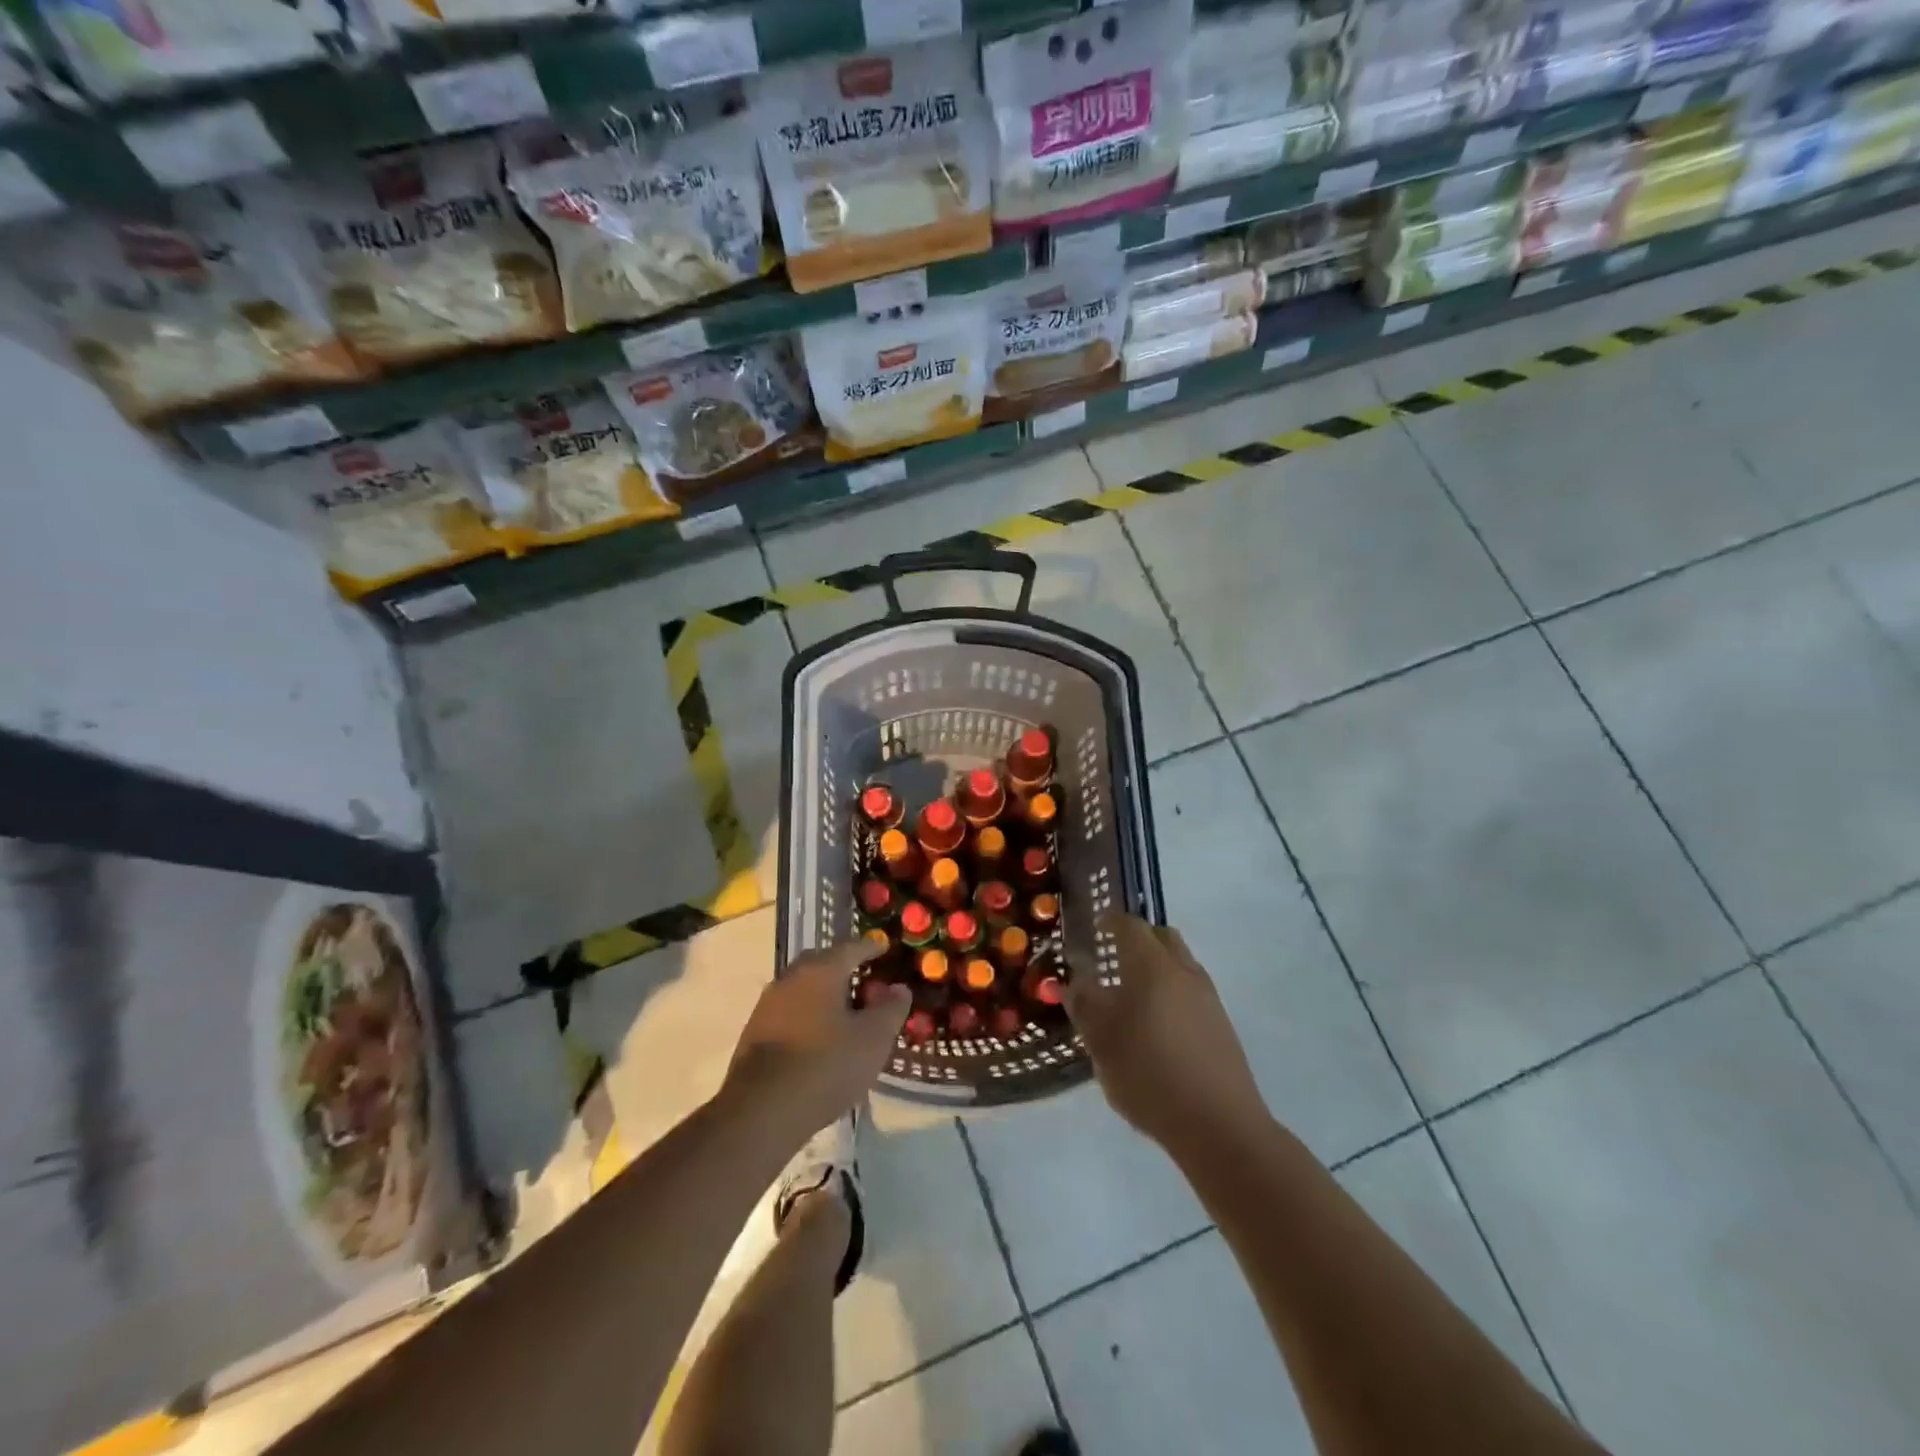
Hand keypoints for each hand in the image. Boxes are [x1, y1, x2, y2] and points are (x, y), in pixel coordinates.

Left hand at [721, 939, 909, 1149]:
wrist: (761, 1110)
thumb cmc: (826, 1065)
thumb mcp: (873, 1039)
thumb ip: (890, 1009)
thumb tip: (898, 989)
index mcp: (821, 970)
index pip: (852, 947)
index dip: (872, 947)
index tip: (884, 948)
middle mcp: (791, 977)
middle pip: (823, 963)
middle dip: (845, 969)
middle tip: (866, 982)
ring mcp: (768, 1004)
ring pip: (804, 987)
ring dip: (825, 994)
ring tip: (845, 1014)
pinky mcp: (755, 1032)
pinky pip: (790, 1011)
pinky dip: (808, 1015)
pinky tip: (819, 1038)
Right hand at [1067, 914, 1268, 1157]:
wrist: (1219, 1125)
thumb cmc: (1149, 1075)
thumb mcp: (1101, 1042)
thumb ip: (1084, 1006)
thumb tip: (1075, 983)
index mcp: (1152, 967)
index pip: (1130, 927)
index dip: (1110, 922)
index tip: (1095, 926)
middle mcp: (1184, 972)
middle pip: (1162, 937)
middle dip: (1137, 939)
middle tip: (1113, 956)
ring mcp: (1208, 997)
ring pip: (1179, 963)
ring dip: (1157, 965)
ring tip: (1132, 994)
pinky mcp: (1221, 1024)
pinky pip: (1190, 990)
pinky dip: (1171, 990)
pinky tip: (1156, 1023)